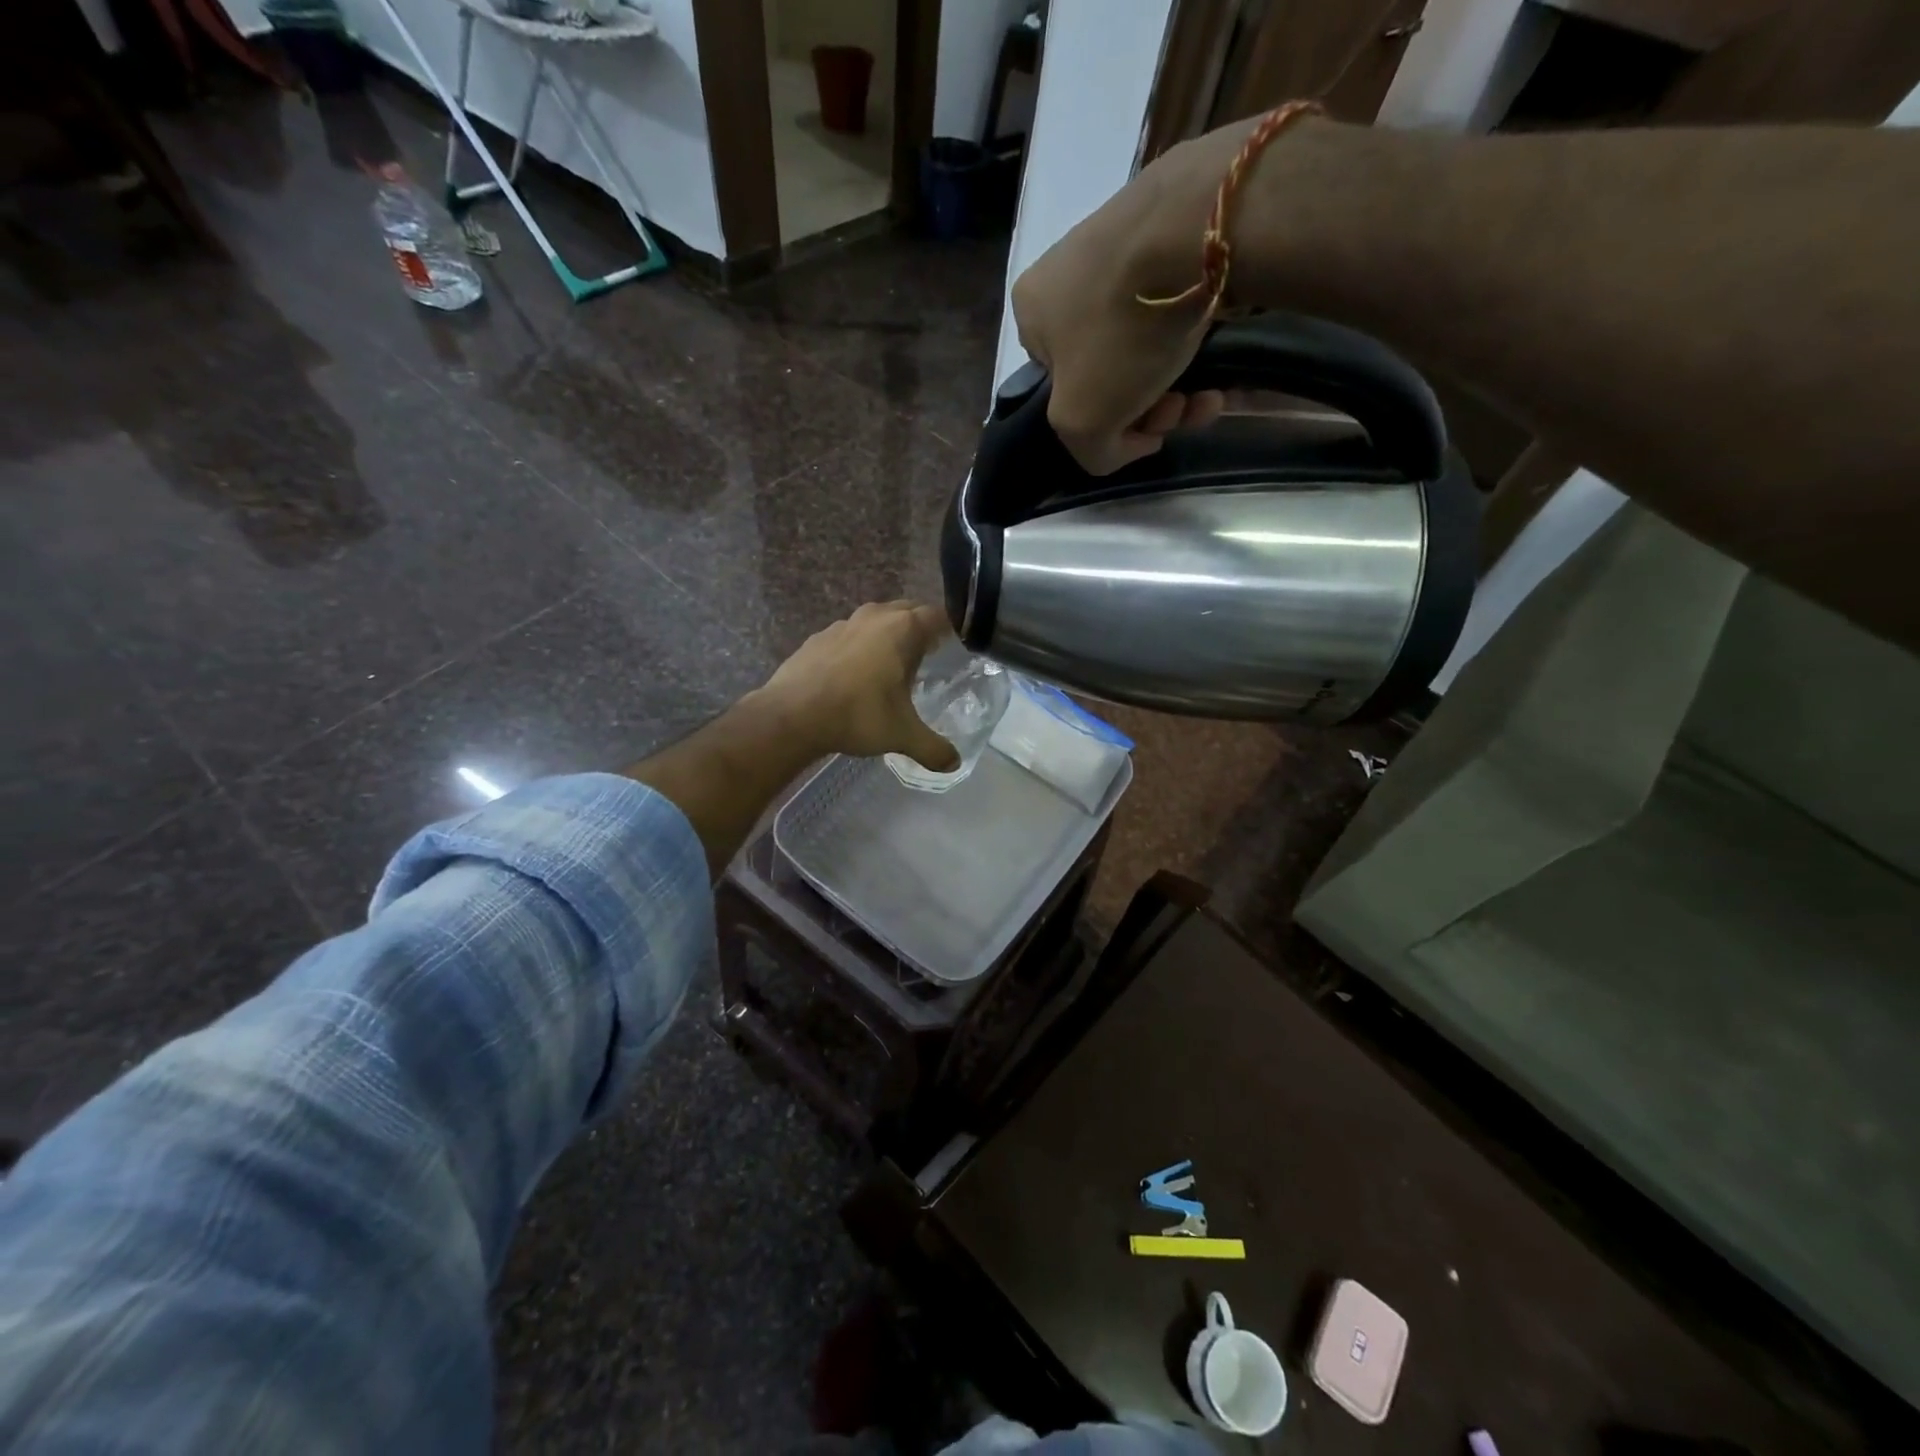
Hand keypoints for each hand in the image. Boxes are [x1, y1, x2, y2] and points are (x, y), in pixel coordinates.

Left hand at [752, 601, 961, 770]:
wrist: (792, 715)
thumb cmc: (858, 714)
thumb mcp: (903, 735)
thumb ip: (933, 749)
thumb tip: (955, 764)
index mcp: (903, 629)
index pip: (939, 616)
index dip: (952, 627)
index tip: (958, 643)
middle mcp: (875, 617)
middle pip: (908, 610)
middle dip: (921, 628)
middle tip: (930, 654)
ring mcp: (843, 624)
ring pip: (877, 620)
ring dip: (888, 635)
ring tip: (894, 664)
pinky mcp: (819, 638)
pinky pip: (850, 635)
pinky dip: (860, 647)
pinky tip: (856, 674)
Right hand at [1010, 136, 1232, 474]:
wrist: (1196, 229)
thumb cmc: (1120, 333)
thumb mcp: (1082, 422)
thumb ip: (1091, 451)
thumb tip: (1128, 442)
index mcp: (1031, 310)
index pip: (1060, 388)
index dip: (1102, 422)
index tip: (1143, 430)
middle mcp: (1066, 270)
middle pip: (1109, 370)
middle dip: (1148, 408)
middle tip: (1181, 411)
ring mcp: (1119, 242)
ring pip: (1146, 344)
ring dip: (1177, 384)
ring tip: (1211, 398)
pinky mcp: (1171, 226)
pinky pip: (1177, 306)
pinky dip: (1195, 342)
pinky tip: (1223, 362)